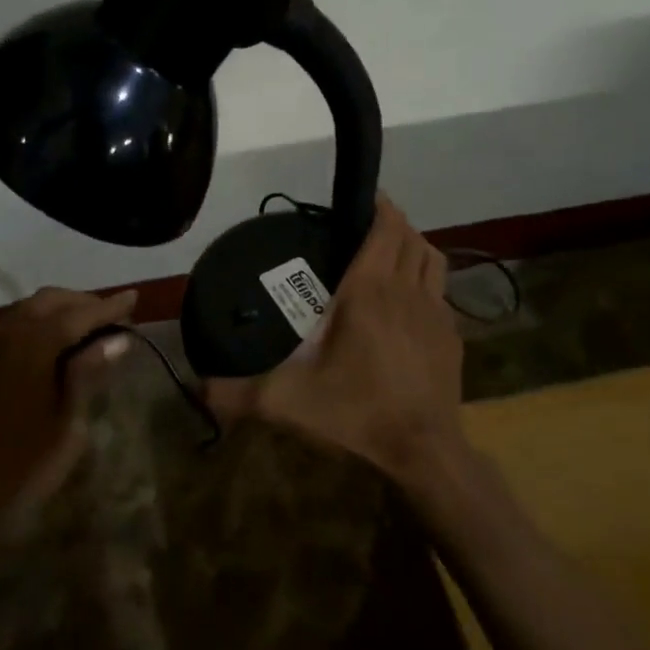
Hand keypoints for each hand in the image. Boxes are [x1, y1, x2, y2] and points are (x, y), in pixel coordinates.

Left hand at [0, 287, 136, 575]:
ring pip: (24, 311)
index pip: (78, 313)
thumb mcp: (66, 428)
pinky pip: (7, 329)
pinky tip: (48, 347)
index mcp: (31, 346)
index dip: (109, 306)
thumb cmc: (17, 471)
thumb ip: (88, 375)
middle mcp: (2, 333)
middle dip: (82, 304)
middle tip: (112, 315)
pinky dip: (33, 327)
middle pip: (48, 301)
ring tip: (86, 330)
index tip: (134, 298)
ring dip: (56, 313)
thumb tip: (116, 340)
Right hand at [206, 198, 464, 482]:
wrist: (424, 452)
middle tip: (367, 225)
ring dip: (415, 246)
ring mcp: (436, 314)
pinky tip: (410, 305)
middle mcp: (406, 292)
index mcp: (369, 292)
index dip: (378, 207)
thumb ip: (237, 393)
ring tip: (392, 253)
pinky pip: (442, 293)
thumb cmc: (356, 413)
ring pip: (433, 260)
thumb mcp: (287, 403)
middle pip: (410, 238)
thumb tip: (197, 387)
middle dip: (393, 222)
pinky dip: (428, 283)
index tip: (364, 197)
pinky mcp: (452, 338)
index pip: (384, 230)